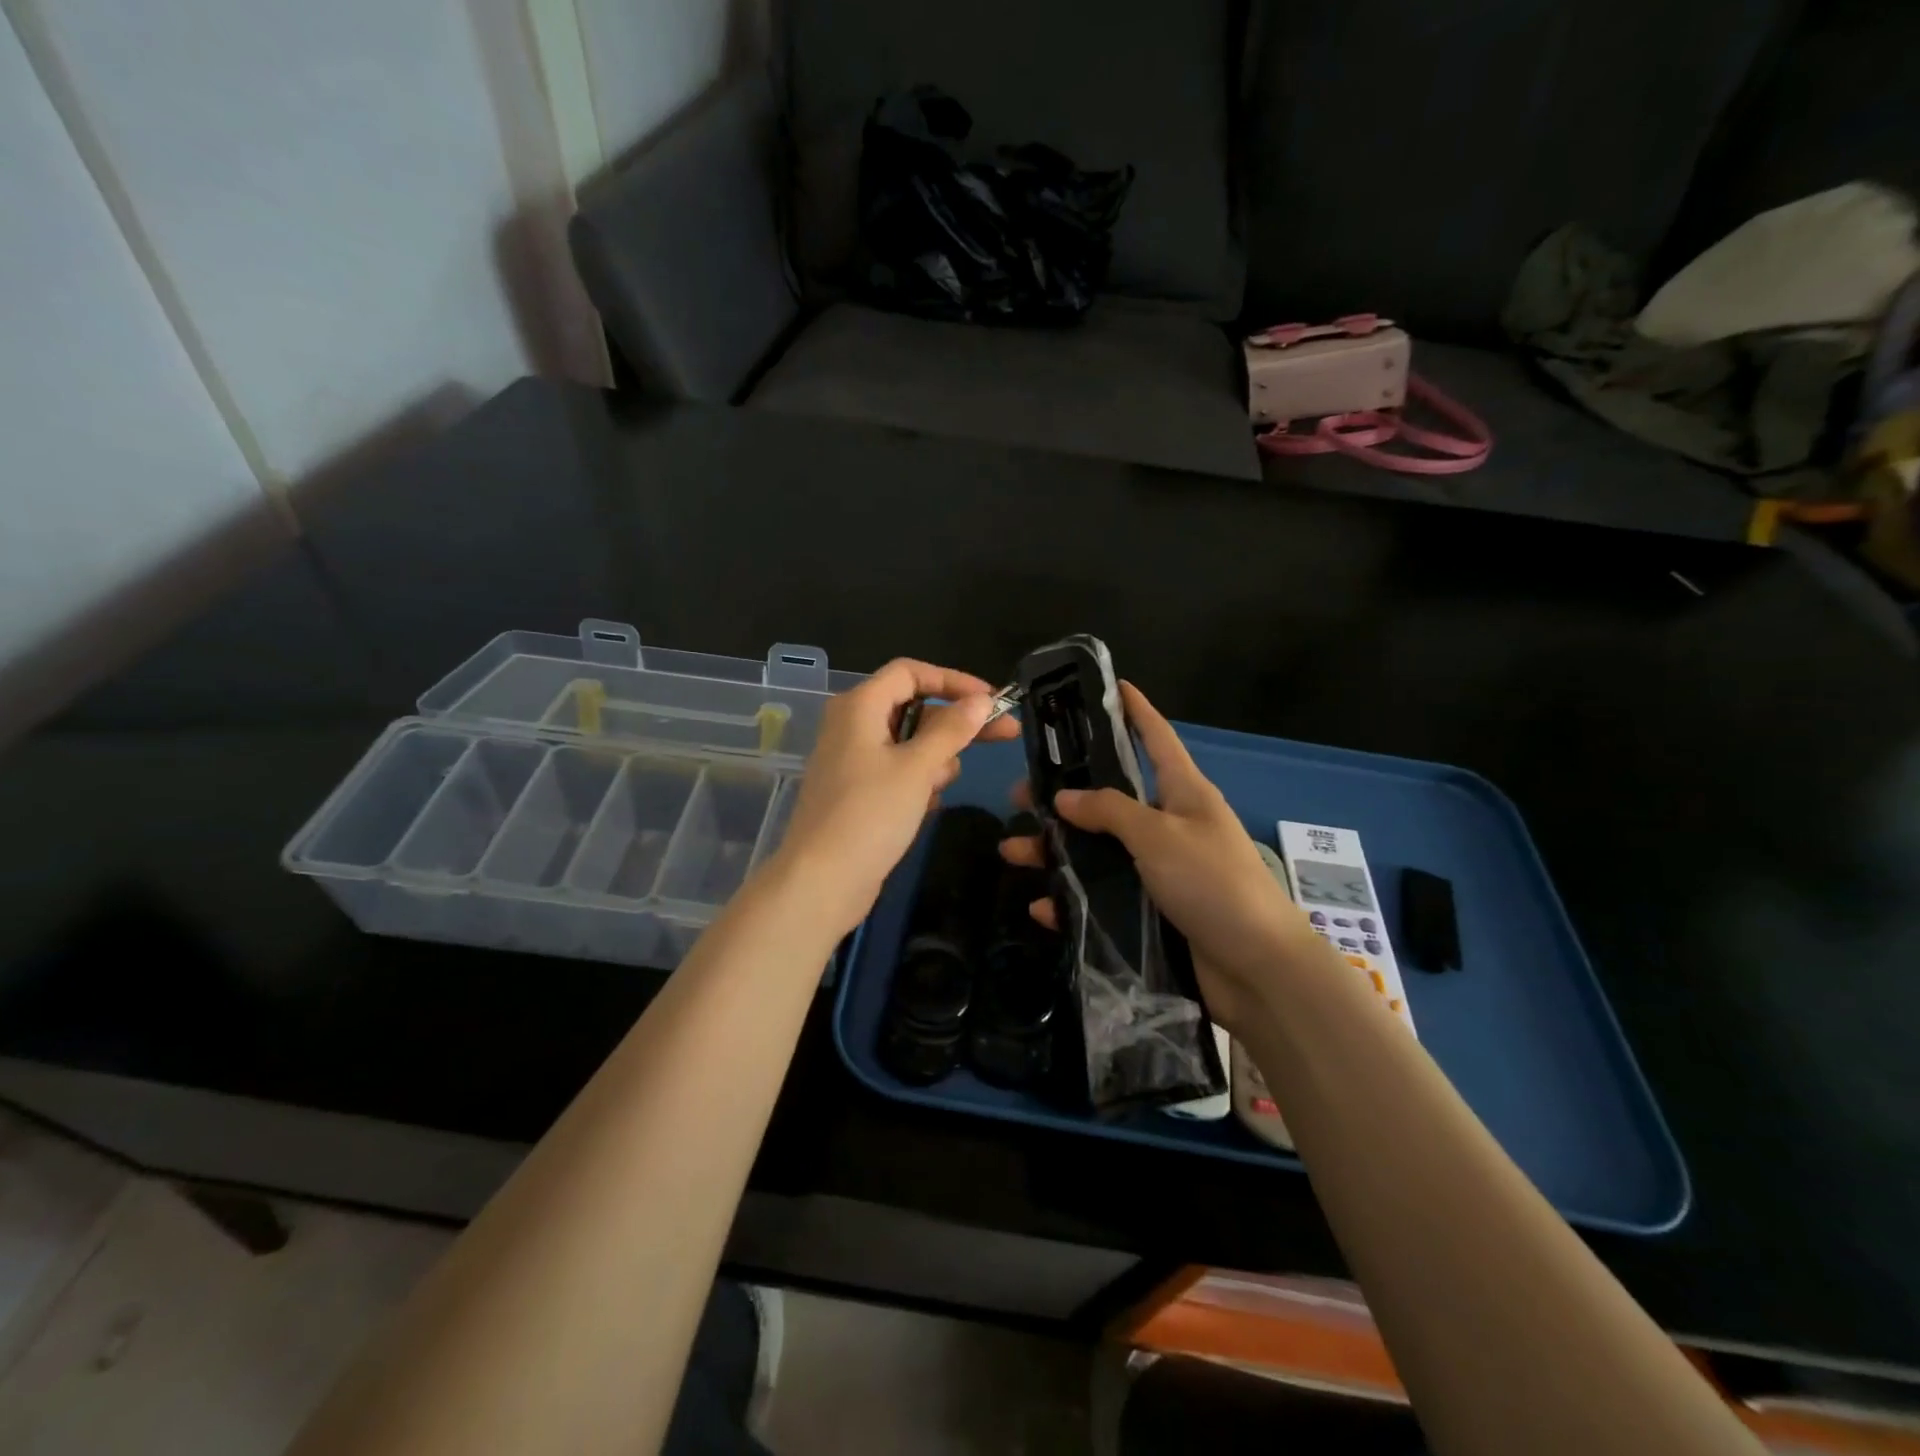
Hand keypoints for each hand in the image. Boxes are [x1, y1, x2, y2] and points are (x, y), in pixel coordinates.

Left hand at [772, 659, 1019, 937]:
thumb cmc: (870, 815)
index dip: (954, 680)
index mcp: (859, 706)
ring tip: (939, 787)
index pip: (910, 672)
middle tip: (1005, 735)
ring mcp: (853, 760)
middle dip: (957, 723)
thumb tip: (981, 700)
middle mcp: (852, 725)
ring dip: (935, 759)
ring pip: (910, 743)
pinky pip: (898, 771)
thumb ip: (952, 730)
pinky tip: (926, 805)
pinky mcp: (858, 791)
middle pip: (914, 706)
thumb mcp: (917, 768)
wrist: (821, 882)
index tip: (991, 701)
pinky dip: (918, 781)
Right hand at [1000, 682, 1313, 1034]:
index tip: (1111, 686)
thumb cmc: (1213, 883)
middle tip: (1019, 796)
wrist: (1258, 970)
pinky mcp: (1152, 911)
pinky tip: (1042, 906)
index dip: (1134, 710)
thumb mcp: (1158, 835)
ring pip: (1097, 850)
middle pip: (1110, 798)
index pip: (1156, 737)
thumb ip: (1109, 811)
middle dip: (1064, 795)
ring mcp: (1161, 869)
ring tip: (1013, 852)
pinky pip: (1102, 897)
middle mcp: (1170, 824)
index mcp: (1183, 792)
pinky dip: (1072, 901)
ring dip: (1055, 851)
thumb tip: (1064, 797)